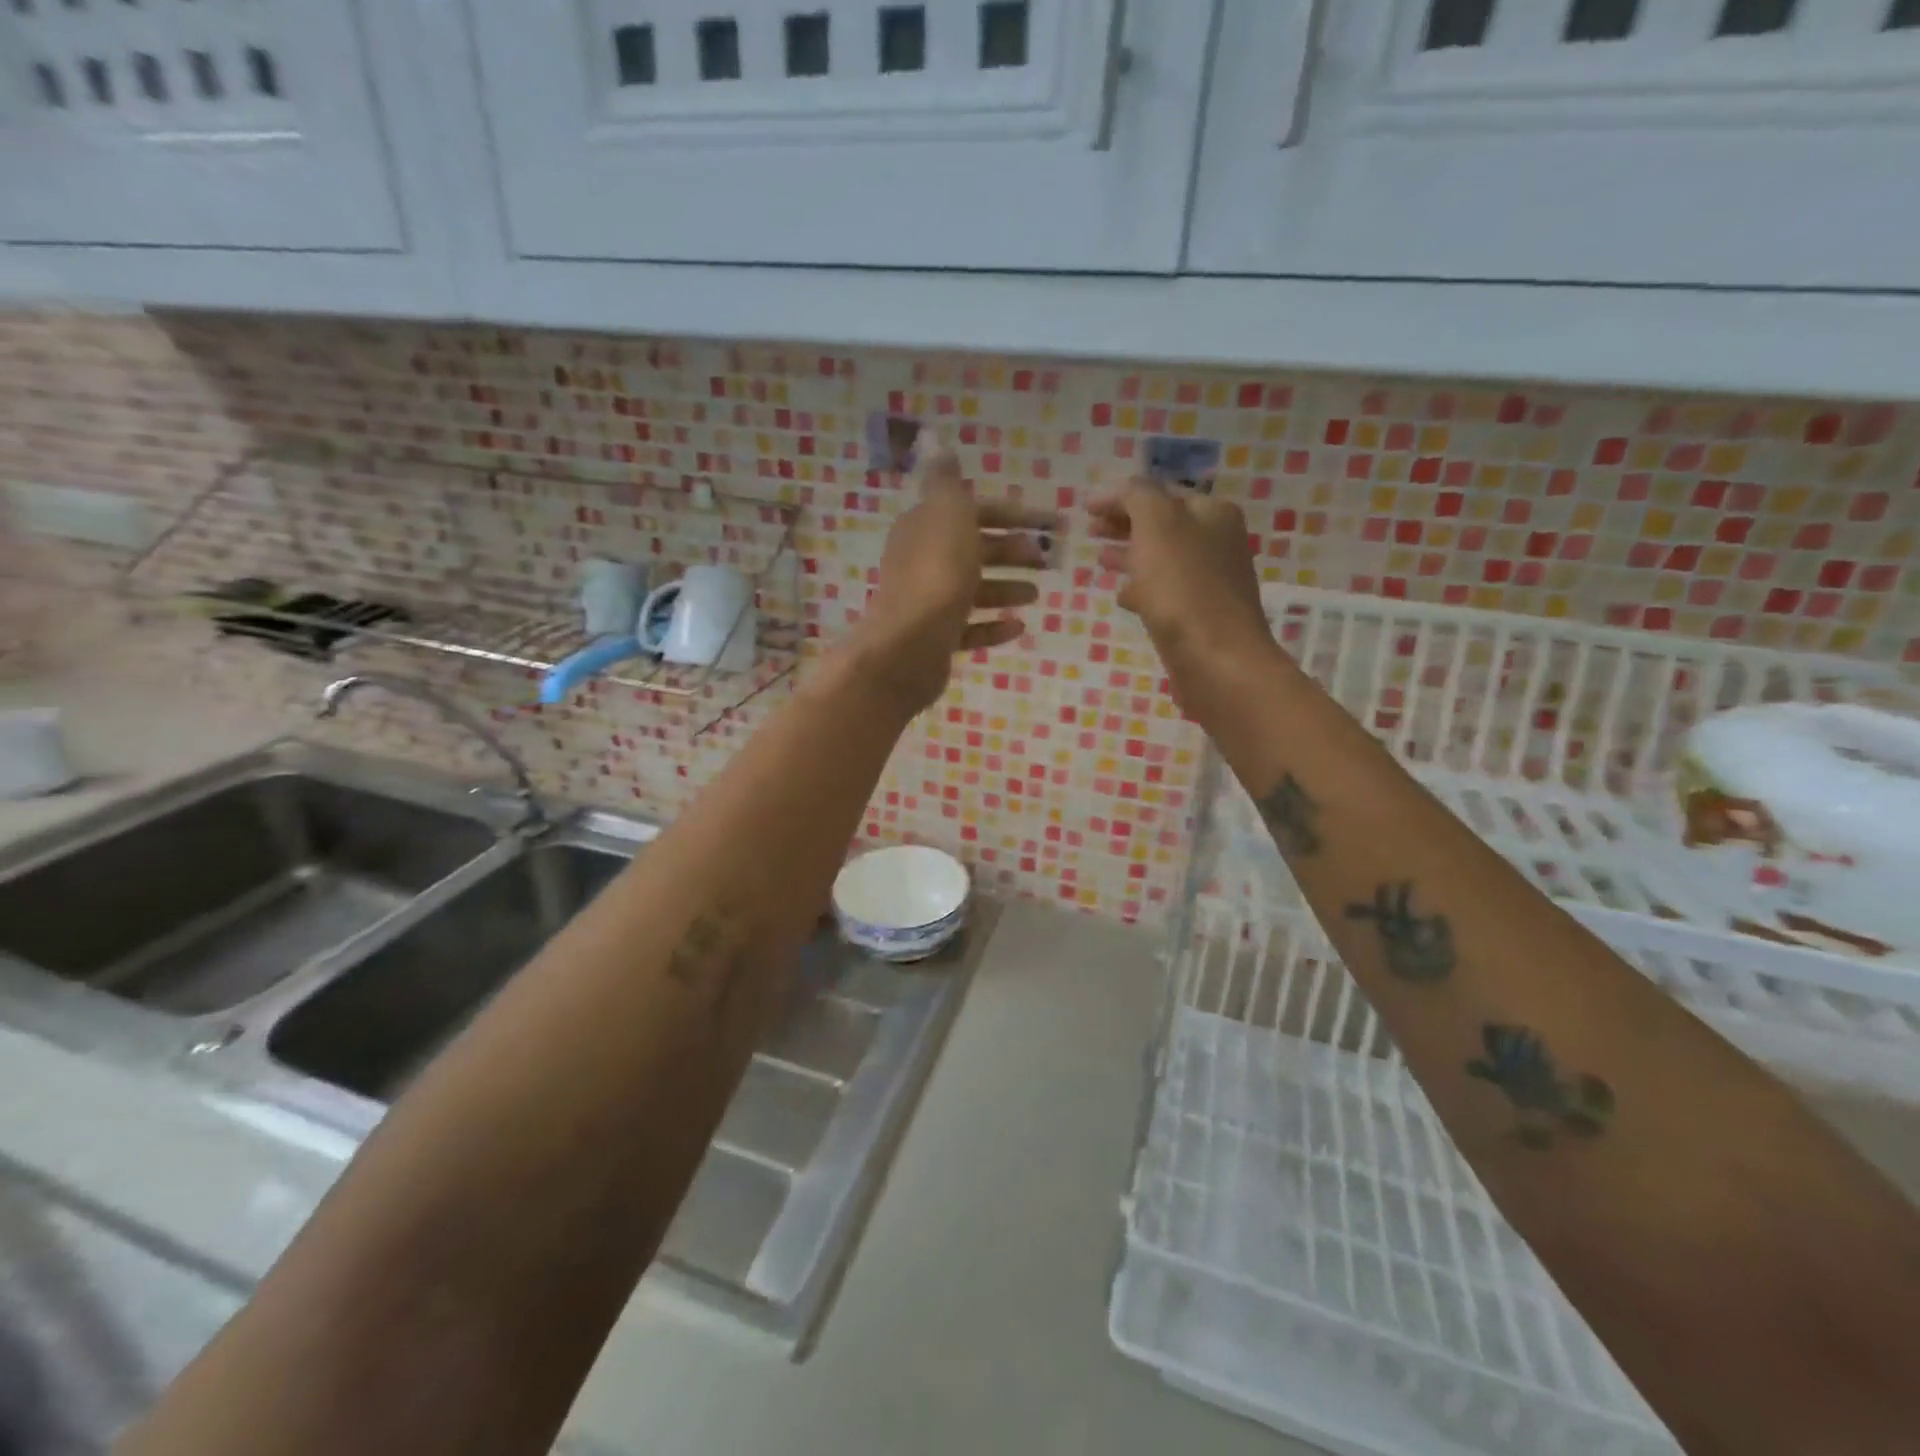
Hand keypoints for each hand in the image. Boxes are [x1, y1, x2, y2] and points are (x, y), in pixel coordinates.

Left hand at [850, 433, 1054, 714]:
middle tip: (1045, 561)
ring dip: (1005, 588)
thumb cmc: (936, 575)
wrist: (907, 647)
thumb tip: (938, 447)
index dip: (1012, 514)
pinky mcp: (935, 640)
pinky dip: (993, 626)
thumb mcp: (946, 513)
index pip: (973, 511)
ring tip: (1036, 594)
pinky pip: (970, 629)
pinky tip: (1018, 627)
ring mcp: (928, 603)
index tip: (1050, 523)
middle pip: (974, 550)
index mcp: (925, 527)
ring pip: (973, 590)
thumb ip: (947, 482)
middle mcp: (923, 561)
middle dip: (1011, 551)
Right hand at [1091, 480, 1273, 691]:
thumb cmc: (1183, 587)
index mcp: (1211, 513)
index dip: (1121, 497)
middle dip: (1125, 524)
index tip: (1085, 508)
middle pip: (1162, 525)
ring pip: (1162, 559)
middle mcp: (1216, 542)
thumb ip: (1138, 496)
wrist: (1216, 660)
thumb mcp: (1157, 524)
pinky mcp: (1199, 616)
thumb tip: (1124, 490)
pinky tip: (1122, 597)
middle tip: (1090, 531)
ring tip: (1099, 559)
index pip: (1160, 493)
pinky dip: (1142, 588)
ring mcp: (1209, 581)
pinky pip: (1165, 592)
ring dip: (1130, 555)